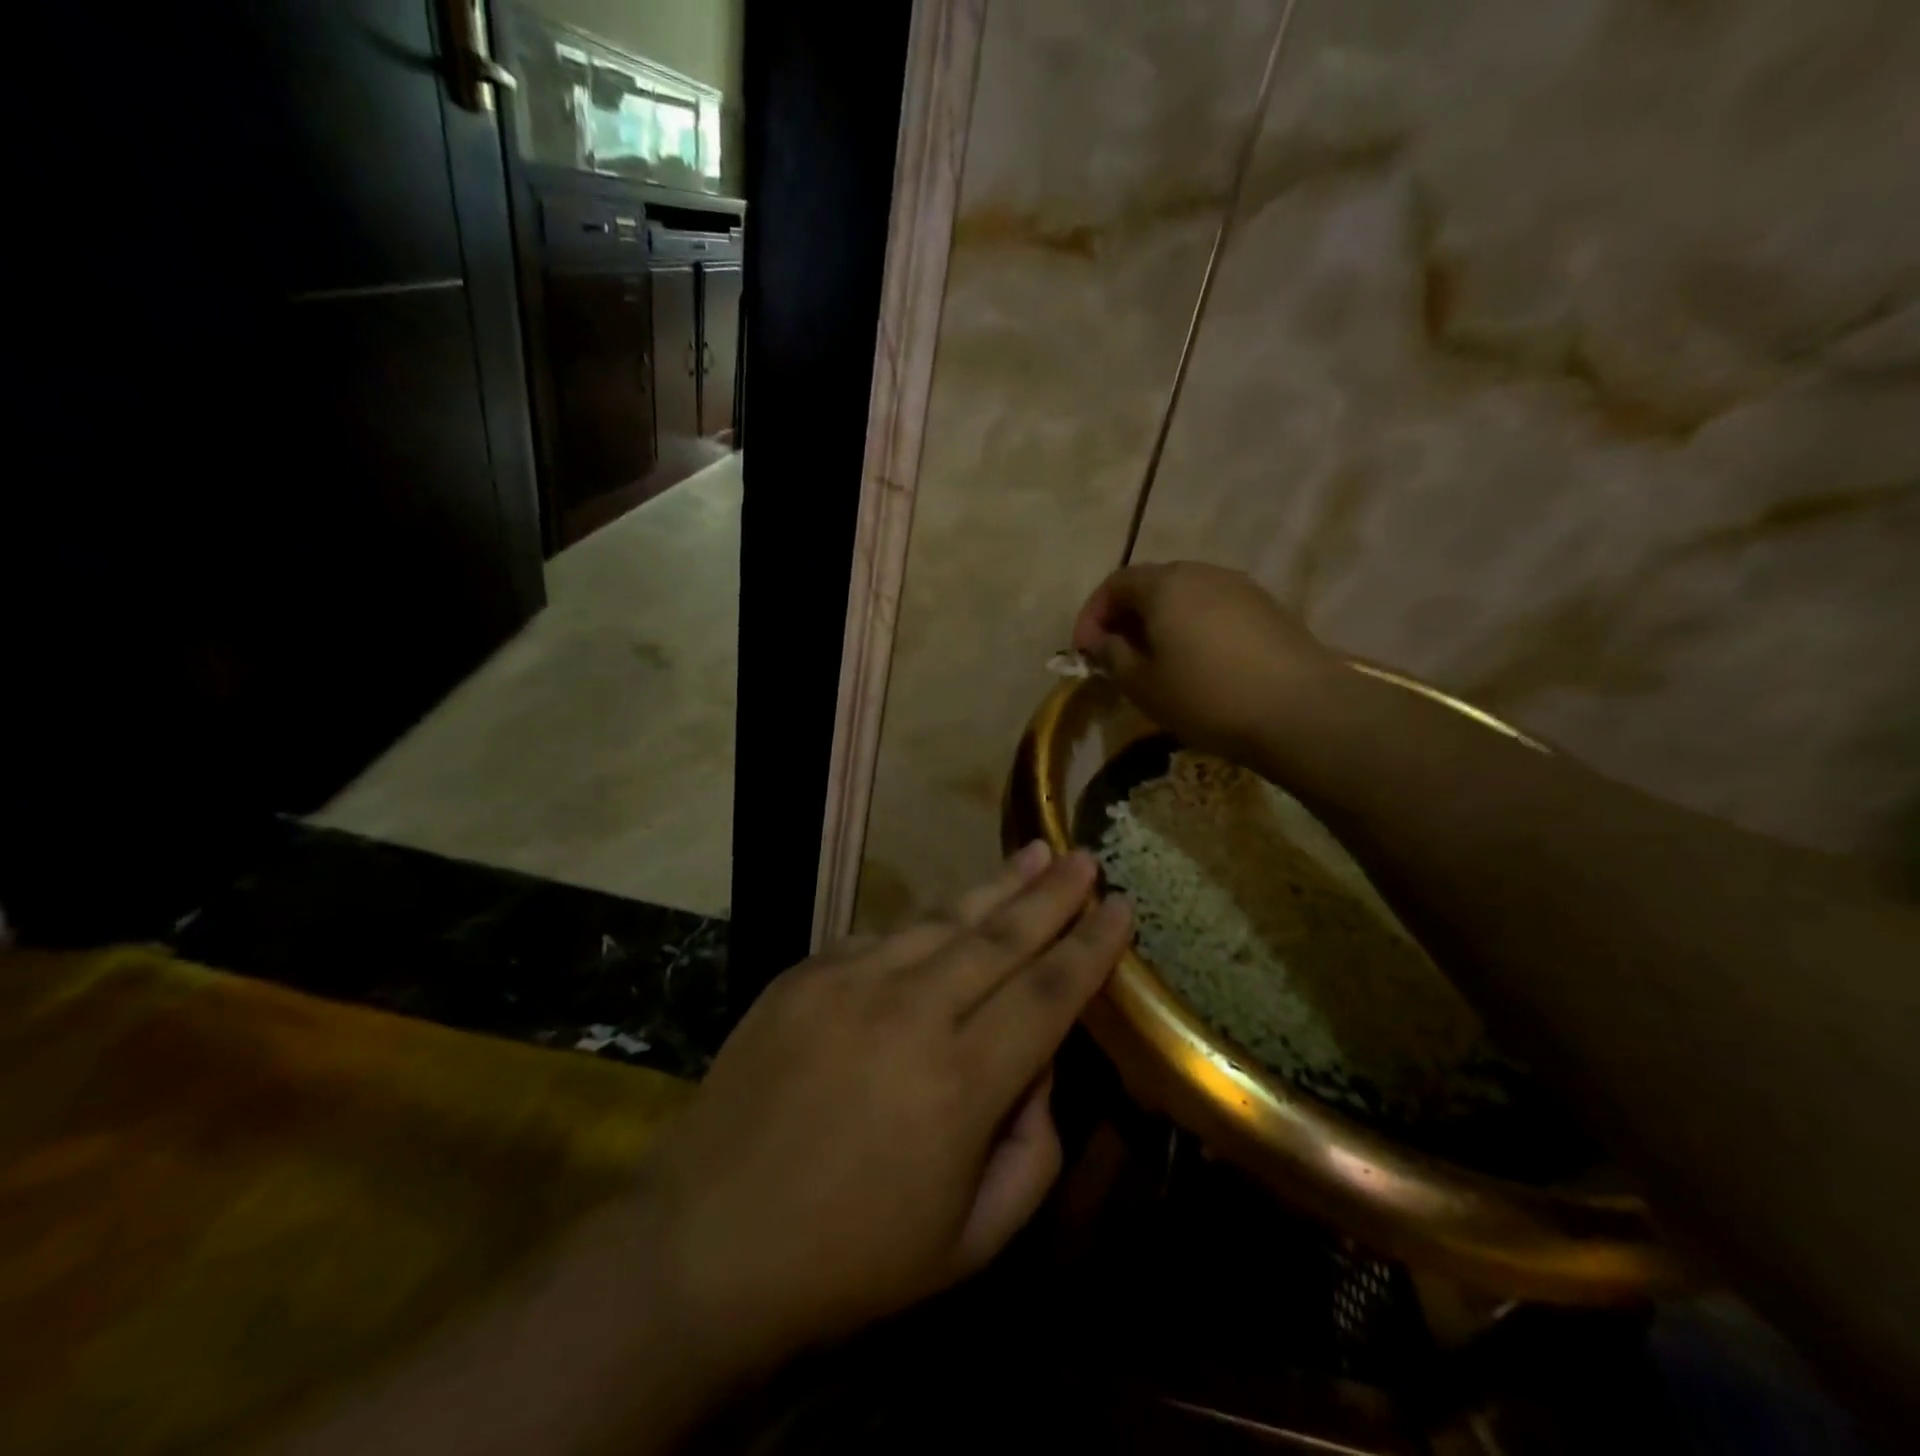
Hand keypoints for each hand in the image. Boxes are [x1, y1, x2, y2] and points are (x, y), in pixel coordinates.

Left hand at [644, 844, 1131, 1375]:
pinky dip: (925, 928)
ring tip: (1034, 855)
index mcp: (960, 1084)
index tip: (1121, 907)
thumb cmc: (850, 1257)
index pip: (1048, 994)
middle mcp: (910, 1013)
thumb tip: (1040, 1065)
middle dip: (1052, 895)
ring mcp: (849, 982)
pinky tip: (947, 917)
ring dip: (995, 887)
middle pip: (1001, 937)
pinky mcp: (804, 973)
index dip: (1091, 947)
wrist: (705, 1240)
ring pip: (942, 919)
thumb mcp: (971, 1241)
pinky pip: (883, 938)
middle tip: (1085, 857)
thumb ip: (1033, 1151)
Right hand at [1071, 562, 1339, 759]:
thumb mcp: (1143, 684)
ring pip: (1187, 598)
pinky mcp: (1270, 610)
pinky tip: (1200, 667)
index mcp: (1166, 584)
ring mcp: (1242, 588)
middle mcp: (1203, 573)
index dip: (1092, 616)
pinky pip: (1216, 612)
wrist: (1301, 711)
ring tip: (1157, 665)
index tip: (1084, 652)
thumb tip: (1104, 641)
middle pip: (1152, 585)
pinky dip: (1195, 631)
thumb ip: (1113, 656)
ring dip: (1162, 625)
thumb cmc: (1207, 697)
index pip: (1115, 583)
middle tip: (1117, 657)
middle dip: (1127, 618)